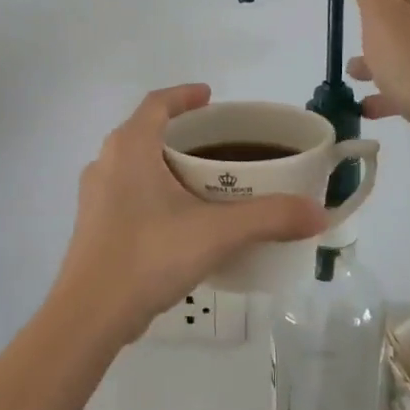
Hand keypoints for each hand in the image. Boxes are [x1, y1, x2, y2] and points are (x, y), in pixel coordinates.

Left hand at [52, 84, 327, 341]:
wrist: (90, 314)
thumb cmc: (149, 256)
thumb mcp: (216, 233)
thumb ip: (269, 218)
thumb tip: (318, 213)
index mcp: (130, 148)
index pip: (157, 103)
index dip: (184, 95)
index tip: (210, 96)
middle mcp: (106, 163)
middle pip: (145, 132)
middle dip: (181, 132)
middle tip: (218, 143)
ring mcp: (95, 196)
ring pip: (134, 164)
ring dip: (166, 163)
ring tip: (203, 180)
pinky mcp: (94, 226)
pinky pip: (128, 193)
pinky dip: (154, 191)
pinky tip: (179, 219)